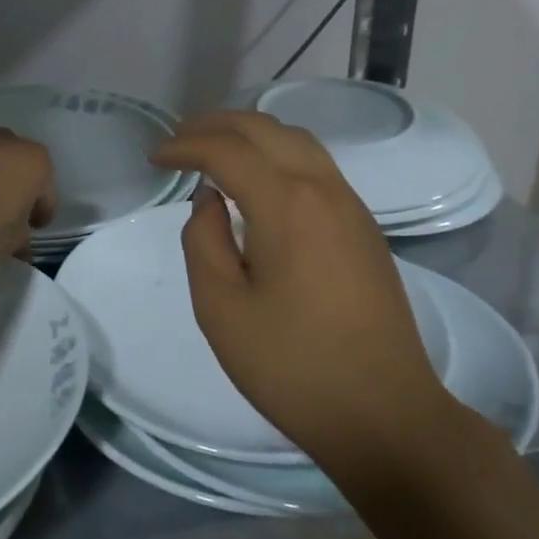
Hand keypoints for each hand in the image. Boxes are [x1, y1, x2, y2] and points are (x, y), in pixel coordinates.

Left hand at [0, 129, 57, 261]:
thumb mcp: (8, 244)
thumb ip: (19, 243)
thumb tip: (21, 247)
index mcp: (36, 163)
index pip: (47, 194)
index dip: (41, 215)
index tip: (31, 232)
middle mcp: (8, 142)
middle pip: (17, 170)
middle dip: (13, 192)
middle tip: (3, 220)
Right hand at [150, 111, 447, 466]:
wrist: (384, 414)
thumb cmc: (293, 367)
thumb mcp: (221, 308)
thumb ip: (203, 240)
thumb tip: (209, 200)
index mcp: (288, 204)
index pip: (227, 150)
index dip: (185, 145)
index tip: (154, 158)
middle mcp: (324, 189)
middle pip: (265, 129)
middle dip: (216, 124)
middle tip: (178, 139)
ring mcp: (351, 205)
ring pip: (296, 140)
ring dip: (250, 133)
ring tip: (213, 148)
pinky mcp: (363, 227)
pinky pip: (316, 165)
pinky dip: (277, 153)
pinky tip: (257, 180)